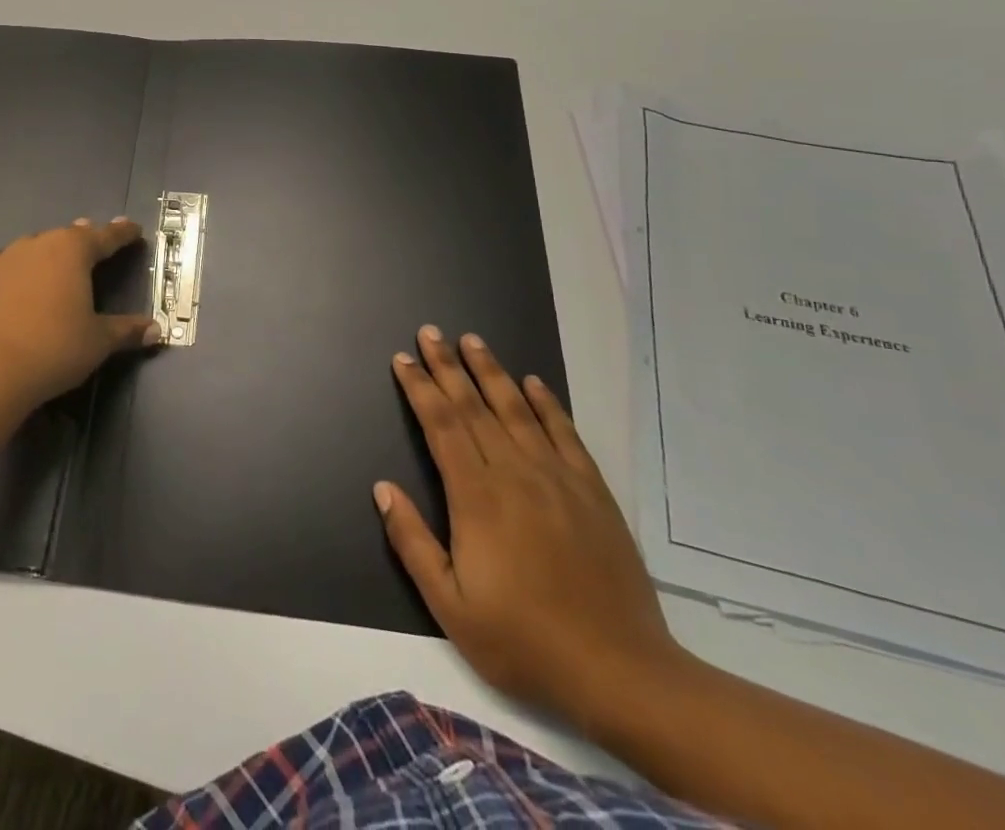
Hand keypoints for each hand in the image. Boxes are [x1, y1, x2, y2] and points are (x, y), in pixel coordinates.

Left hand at [0, 218, 160, 415]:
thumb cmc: (54, 349)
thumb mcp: (98, 342)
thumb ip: (126, 330)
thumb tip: (156, 330)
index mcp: (72, 251)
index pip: (105, 236)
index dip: (122, 233)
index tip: (133, 228)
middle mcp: (37, 244)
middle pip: (66, 237)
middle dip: (82, 239)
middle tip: (93, 243)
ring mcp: (2, 258)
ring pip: (32, 248)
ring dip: (46, 254)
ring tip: (53, 264)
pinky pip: (0, 266)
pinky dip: (11, 271)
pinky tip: (10, 282)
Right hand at [376, 326, 686, 733]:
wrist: (621, 672)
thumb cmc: (524, 641)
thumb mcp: (450, 606)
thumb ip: (412, 542)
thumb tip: (382, 488)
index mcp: (476, 497)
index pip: (441, 425)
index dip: (419, 388)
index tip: (403, 358)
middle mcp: (514, 473)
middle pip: (473, 406)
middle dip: (447, 366)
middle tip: (430, 331)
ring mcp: (557, 478)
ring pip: (516, 409)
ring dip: (491, 371)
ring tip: (472, 340)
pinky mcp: (591, 491)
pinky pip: (564, 433)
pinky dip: (546, 404)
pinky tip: (533, 382)